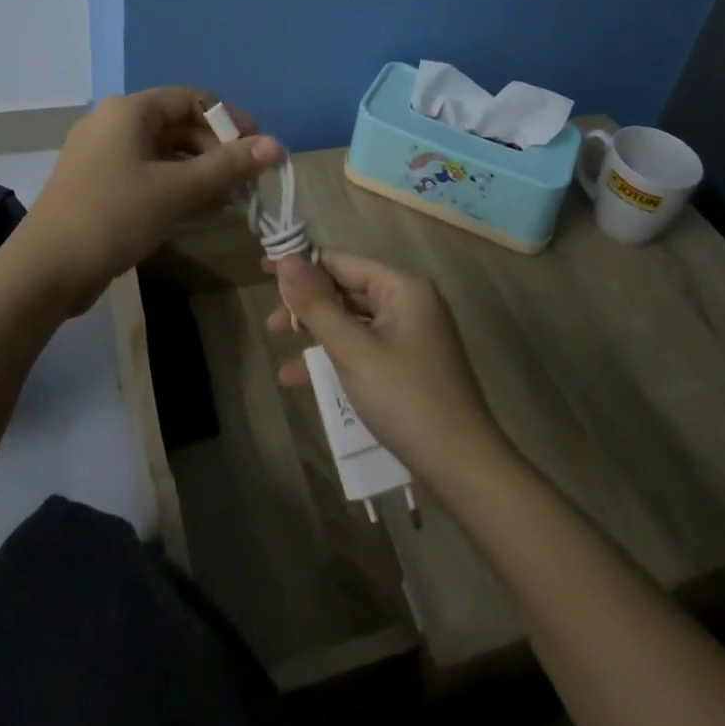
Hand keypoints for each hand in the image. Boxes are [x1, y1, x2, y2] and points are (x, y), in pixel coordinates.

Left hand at [17, 87, 281, 314]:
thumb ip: (228, 166)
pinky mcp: (100, 187)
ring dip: (201, 174)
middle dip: (217, 152)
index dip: (229, 120)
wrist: (44, 272)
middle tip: (245, 183)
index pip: (192, 99)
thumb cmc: (113, 217)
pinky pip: (149, 176)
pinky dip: (177, 189)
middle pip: (179, 126)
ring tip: (231, 201)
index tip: (257, 149)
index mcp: (129, 111)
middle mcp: (114, 124)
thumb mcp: (177, 190)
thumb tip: (277, 145)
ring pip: (165, 155)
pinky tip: (203, 213)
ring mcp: (103, 157)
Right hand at [266, 250, 510, 492]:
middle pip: (347, 290)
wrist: (461, 466)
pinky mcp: (409, 366)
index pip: (342, 261)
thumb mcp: (352, 349)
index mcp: (403, 287)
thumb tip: (286, 259)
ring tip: (279, 347)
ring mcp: (411, 335)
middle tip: (272, 324)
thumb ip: (316, 303)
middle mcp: (410, 303)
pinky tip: (302, 379)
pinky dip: (336, 358)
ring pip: (353, 322)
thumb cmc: (404, 397)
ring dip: (317, 334)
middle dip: (307, 305)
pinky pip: (364, 348)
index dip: (302, 264)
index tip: (263, 270)